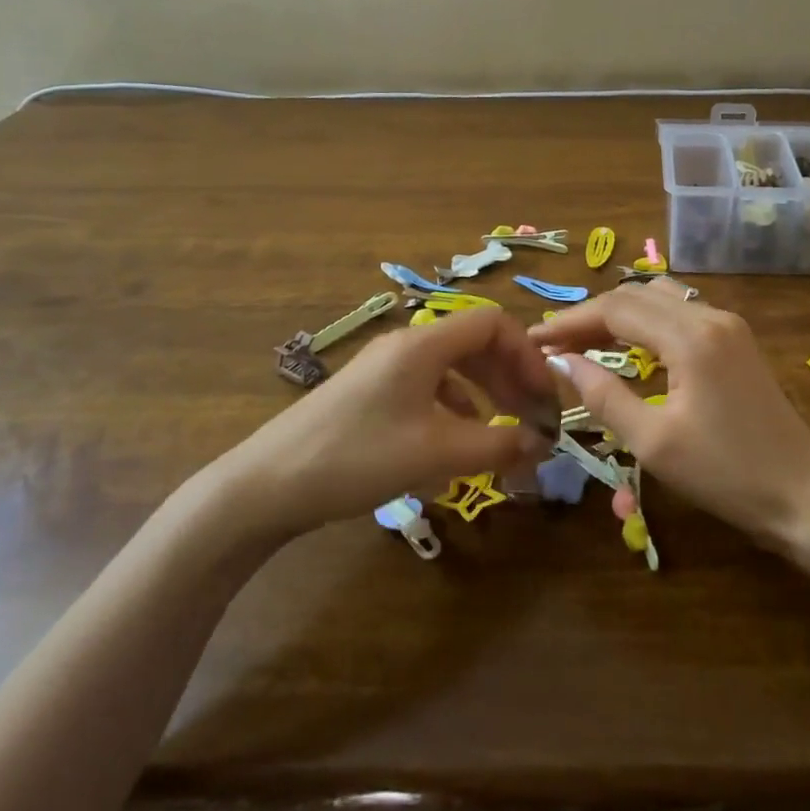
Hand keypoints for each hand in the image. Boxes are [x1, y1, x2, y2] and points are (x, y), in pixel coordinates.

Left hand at [213, 309, 558, 537]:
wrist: (264, 487)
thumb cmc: (357, 457)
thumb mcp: (436, 453)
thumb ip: (497, 445)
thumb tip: (542, 444)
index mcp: (423, 344)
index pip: (494, 323)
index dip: (528, 354)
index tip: (544, 396)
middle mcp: (405, 346)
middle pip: (475, 344)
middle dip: (510, 377)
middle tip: (532, 417)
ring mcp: (383, 369)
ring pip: (452, 367)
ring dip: (485, 394)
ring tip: (501, 431)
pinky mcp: (368, 395)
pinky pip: (427, 388)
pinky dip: (454, 408)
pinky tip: (454, 442)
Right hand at [531, 283, 809, 545]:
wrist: (801, 495)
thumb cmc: (724, 474)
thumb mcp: (653, 442)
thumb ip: (604, 395)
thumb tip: (562, 362)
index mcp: (691, 337)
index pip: (616, 309)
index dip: (570, 321)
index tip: (534, 339)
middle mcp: (711, 316)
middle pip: (637, 296)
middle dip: (591, 315)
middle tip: (554, 343)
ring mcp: (729, 325)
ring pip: (660, 298)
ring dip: (620, 313)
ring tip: (585, 341)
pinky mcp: (737, 341)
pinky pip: (681, 313)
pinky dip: (647, 322)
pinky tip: (630, 345)